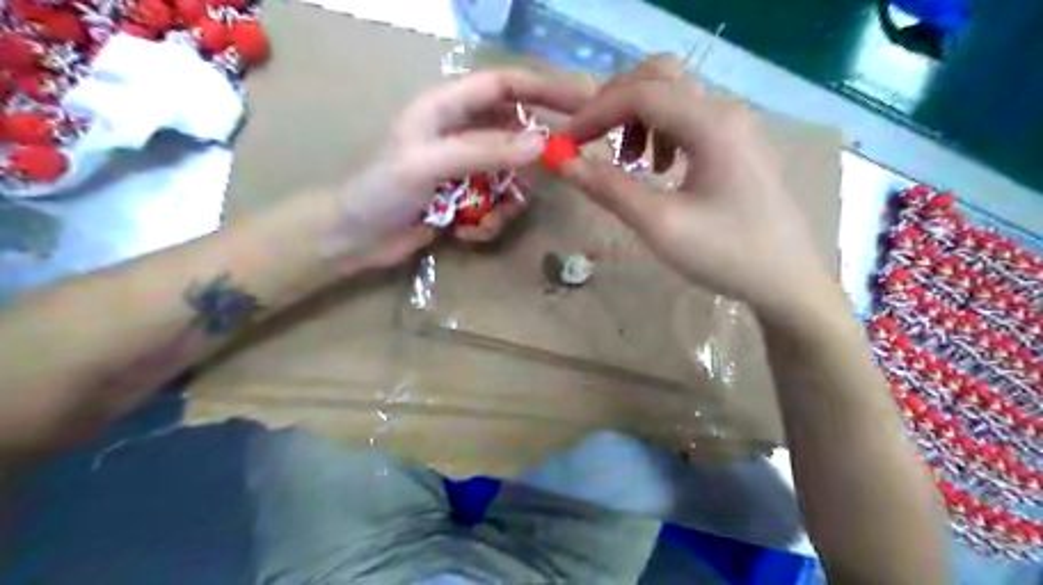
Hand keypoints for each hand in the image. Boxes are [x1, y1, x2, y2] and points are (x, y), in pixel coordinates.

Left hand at [323, 68, 589, 270]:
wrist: (356, 238)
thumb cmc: (380, 190)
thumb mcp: (428, 164)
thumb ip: (483, 150)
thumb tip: (541, 144)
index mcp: (447, 107)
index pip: (504, 85)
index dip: (543, 88)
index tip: (582, 102)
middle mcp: (462, 132)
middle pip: (516, 134)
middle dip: (531, 162)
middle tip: (542, 181)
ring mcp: (467, 167)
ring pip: (512, 176)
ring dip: (506, 203)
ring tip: (485, 221)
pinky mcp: (468, 197)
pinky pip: (499, 204)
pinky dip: (491, 222)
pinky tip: (466, 234)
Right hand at [563, 56, 835, 323]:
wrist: (786, 280)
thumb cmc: (726, 254)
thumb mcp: (660, 225)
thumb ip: (609, 189)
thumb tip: (564, 163)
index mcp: (711, 124)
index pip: (640, 94)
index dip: (595, 113)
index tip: (566, 143)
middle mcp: (725, 111)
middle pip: (658, 78)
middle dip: (616, 105)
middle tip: (593, 142)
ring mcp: (735, 124)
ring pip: (673, 95)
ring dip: (638, 118)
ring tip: (630, 161)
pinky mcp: (737, 142)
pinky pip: (688, 117)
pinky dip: (660, 131)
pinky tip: (660, 168)